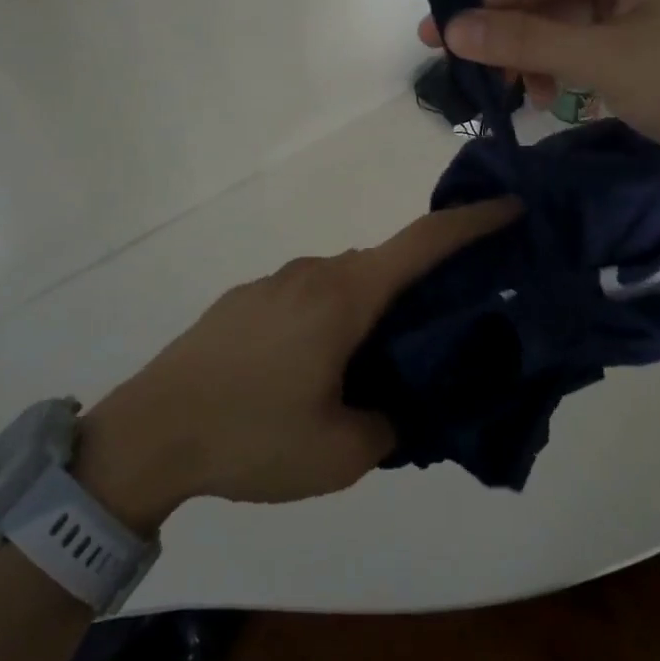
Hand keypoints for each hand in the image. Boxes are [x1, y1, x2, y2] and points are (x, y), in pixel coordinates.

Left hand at [75, 199, 519, 533]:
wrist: (149, 431)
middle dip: (418, 288)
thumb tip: (393, 404)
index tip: (509, 207)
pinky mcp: (244, 299)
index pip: (422, 242)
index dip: (472, 220)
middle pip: (383, 266)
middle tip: (436, 335)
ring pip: (342, 284)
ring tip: (366, 370)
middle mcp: (313, 272)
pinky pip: (305, 298)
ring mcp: (274, 282)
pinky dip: (326, 319)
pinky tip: (307, 372)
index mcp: (344, 296)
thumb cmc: (251, 435)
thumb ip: (387, 422)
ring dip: (366, 312)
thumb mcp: (339, 454)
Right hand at [420, 0, 659, 193]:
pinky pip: (591, 44)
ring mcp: (649, 1)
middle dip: (507, 32)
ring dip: (534, 55)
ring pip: (567, 22)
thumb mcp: (605, 60)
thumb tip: (451, 29)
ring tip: (509, 94)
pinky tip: (546, 97)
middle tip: (457, 66)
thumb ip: (524, 41)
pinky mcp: (654, 39)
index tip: (432, 31)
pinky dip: (564, 68)